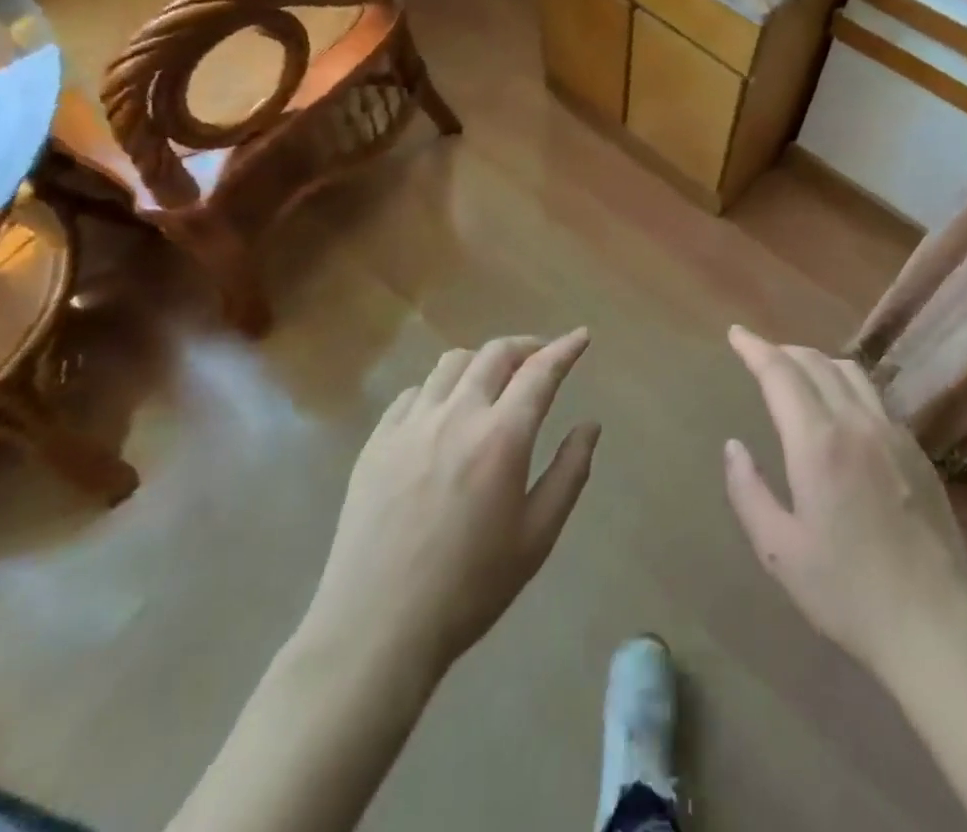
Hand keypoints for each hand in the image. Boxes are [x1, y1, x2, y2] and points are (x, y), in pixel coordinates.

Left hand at [302, 329, 600, 678]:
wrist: (376, 629)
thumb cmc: (469, 587)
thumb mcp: (537, 536)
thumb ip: (570, 472)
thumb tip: (590, 425)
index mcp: (502, 437)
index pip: (541, 372)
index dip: (565, 348)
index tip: (581, 336)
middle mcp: (457, 415)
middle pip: (495, 353)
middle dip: (526, 346)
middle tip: (541, 358)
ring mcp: (411, 425)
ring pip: (452, 364)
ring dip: (482, 362)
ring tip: (493, 381)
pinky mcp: (376, 442)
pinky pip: (413, 393)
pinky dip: (439, 389)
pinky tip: (443, 413)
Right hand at [723, 326, 966, 679]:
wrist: (935, 624)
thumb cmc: (847, 591)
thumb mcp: (780, 550)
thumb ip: (749, 492)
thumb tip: (733, 447)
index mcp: (818, 443)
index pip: (780, 373)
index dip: (755, 348)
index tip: (736, 333)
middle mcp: (856, 422)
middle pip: (815, 362)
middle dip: (782, 350)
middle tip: (759, 355)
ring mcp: (893, 433)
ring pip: (851, 372)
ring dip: (817, 362)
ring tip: (797, 374)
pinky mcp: (916, 450)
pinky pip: (875, 397)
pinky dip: (847, 385)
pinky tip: (841, 410)